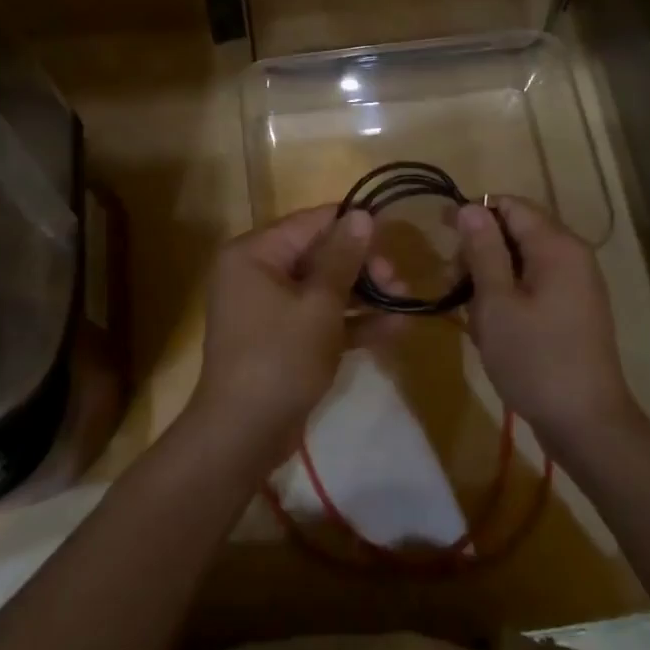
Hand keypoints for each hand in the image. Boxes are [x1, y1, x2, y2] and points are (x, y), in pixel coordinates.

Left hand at [191, 205, 383, 461]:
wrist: (243, 436)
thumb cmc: (280, 357)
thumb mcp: (319, 304)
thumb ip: (343, 257)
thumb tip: (362, 214)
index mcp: (255, 253)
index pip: (311, 223)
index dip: (353, 225)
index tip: (392, 234)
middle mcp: (258, 273)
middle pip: (319, 255)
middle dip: (363, 267)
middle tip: (399, 281)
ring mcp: (270, 308)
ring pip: (323, 289)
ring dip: (364, 295)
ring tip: (407, 301)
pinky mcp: (283, 340)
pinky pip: (319, 319)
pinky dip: (352, 323)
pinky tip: (395, 329)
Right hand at [457, 196, 634, 444]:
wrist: (587, 424)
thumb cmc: (535, 359)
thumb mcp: (496, 302)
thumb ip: (483, 250)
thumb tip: (470, 207)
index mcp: (556, 246)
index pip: (510, 205)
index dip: (473, 213)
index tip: (440, 234)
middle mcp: (572, 255)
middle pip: (517, 230)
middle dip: (479, 248)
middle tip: (450, 282)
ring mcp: (577, 283)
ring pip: (522, 259)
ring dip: (490, 274)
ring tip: (468, 310)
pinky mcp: (574, 309)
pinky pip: (535, 283)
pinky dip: (508, 292)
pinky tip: (490, 323)